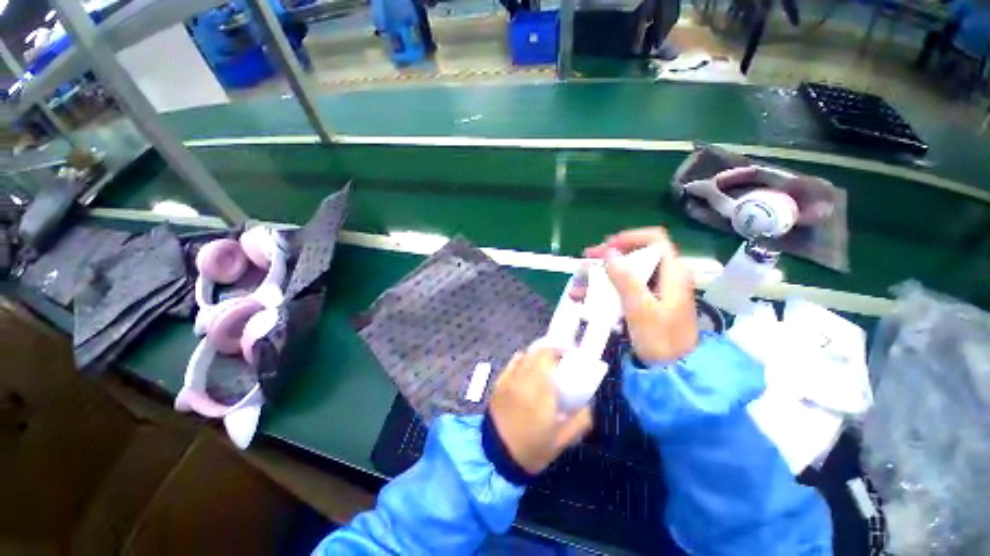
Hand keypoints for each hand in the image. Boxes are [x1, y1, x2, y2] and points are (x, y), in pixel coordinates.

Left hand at [488, 348, 591, 474]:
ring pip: (524, 356)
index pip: (547, 355)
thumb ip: (581, 420)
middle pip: (536, 352)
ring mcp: (508, 379)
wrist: (496, 457)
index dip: (559, 349)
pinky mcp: (498, 383)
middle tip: (560, 361)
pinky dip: (522, 361)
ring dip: (536, 356)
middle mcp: (522, 378)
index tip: (570, 353)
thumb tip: (588, 404)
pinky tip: (528, 370)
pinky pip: (512, 364)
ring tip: (545, 366)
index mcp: (539, 389)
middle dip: (550, 352)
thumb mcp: (562, 440)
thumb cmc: (531, 448)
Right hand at [583, 227, 698, 363]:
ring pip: (625, 272)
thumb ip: (626, 280)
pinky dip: (603, 291)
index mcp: (671, 273)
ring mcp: (654, 290)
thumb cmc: (661, 340)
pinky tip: (584, 299)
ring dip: (600, 277)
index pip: (654, 239)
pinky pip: (622, 288)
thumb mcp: (641, 310)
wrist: (673, 371)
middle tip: (585, 262)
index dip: (628, 238)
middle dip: (607, 257)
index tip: (605, 248)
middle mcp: (664, 276)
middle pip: (636, 254)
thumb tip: (609, 254)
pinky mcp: (645, 302)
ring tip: (577, 287)